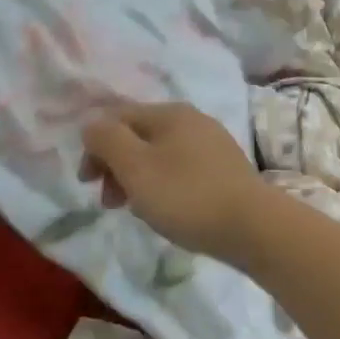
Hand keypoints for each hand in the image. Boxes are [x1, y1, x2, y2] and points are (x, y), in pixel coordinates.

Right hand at [80, 102, 265, 263]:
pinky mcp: (226, 169)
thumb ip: (107, 140)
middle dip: (116, 166)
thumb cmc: (186, 195)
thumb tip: (92, 123)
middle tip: (110, 203)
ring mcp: (214, 144)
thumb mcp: (135, 167)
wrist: (252, 225)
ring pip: (161, 155)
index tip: (87, 183)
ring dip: (139, 179)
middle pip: (140, 135)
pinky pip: (183, 170)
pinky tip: (168, 211)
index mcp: (170, 113)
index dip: (95, 147)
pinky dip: (165, 186)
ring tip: (137, 211)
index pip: (118, 117)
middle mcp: (194, 120)